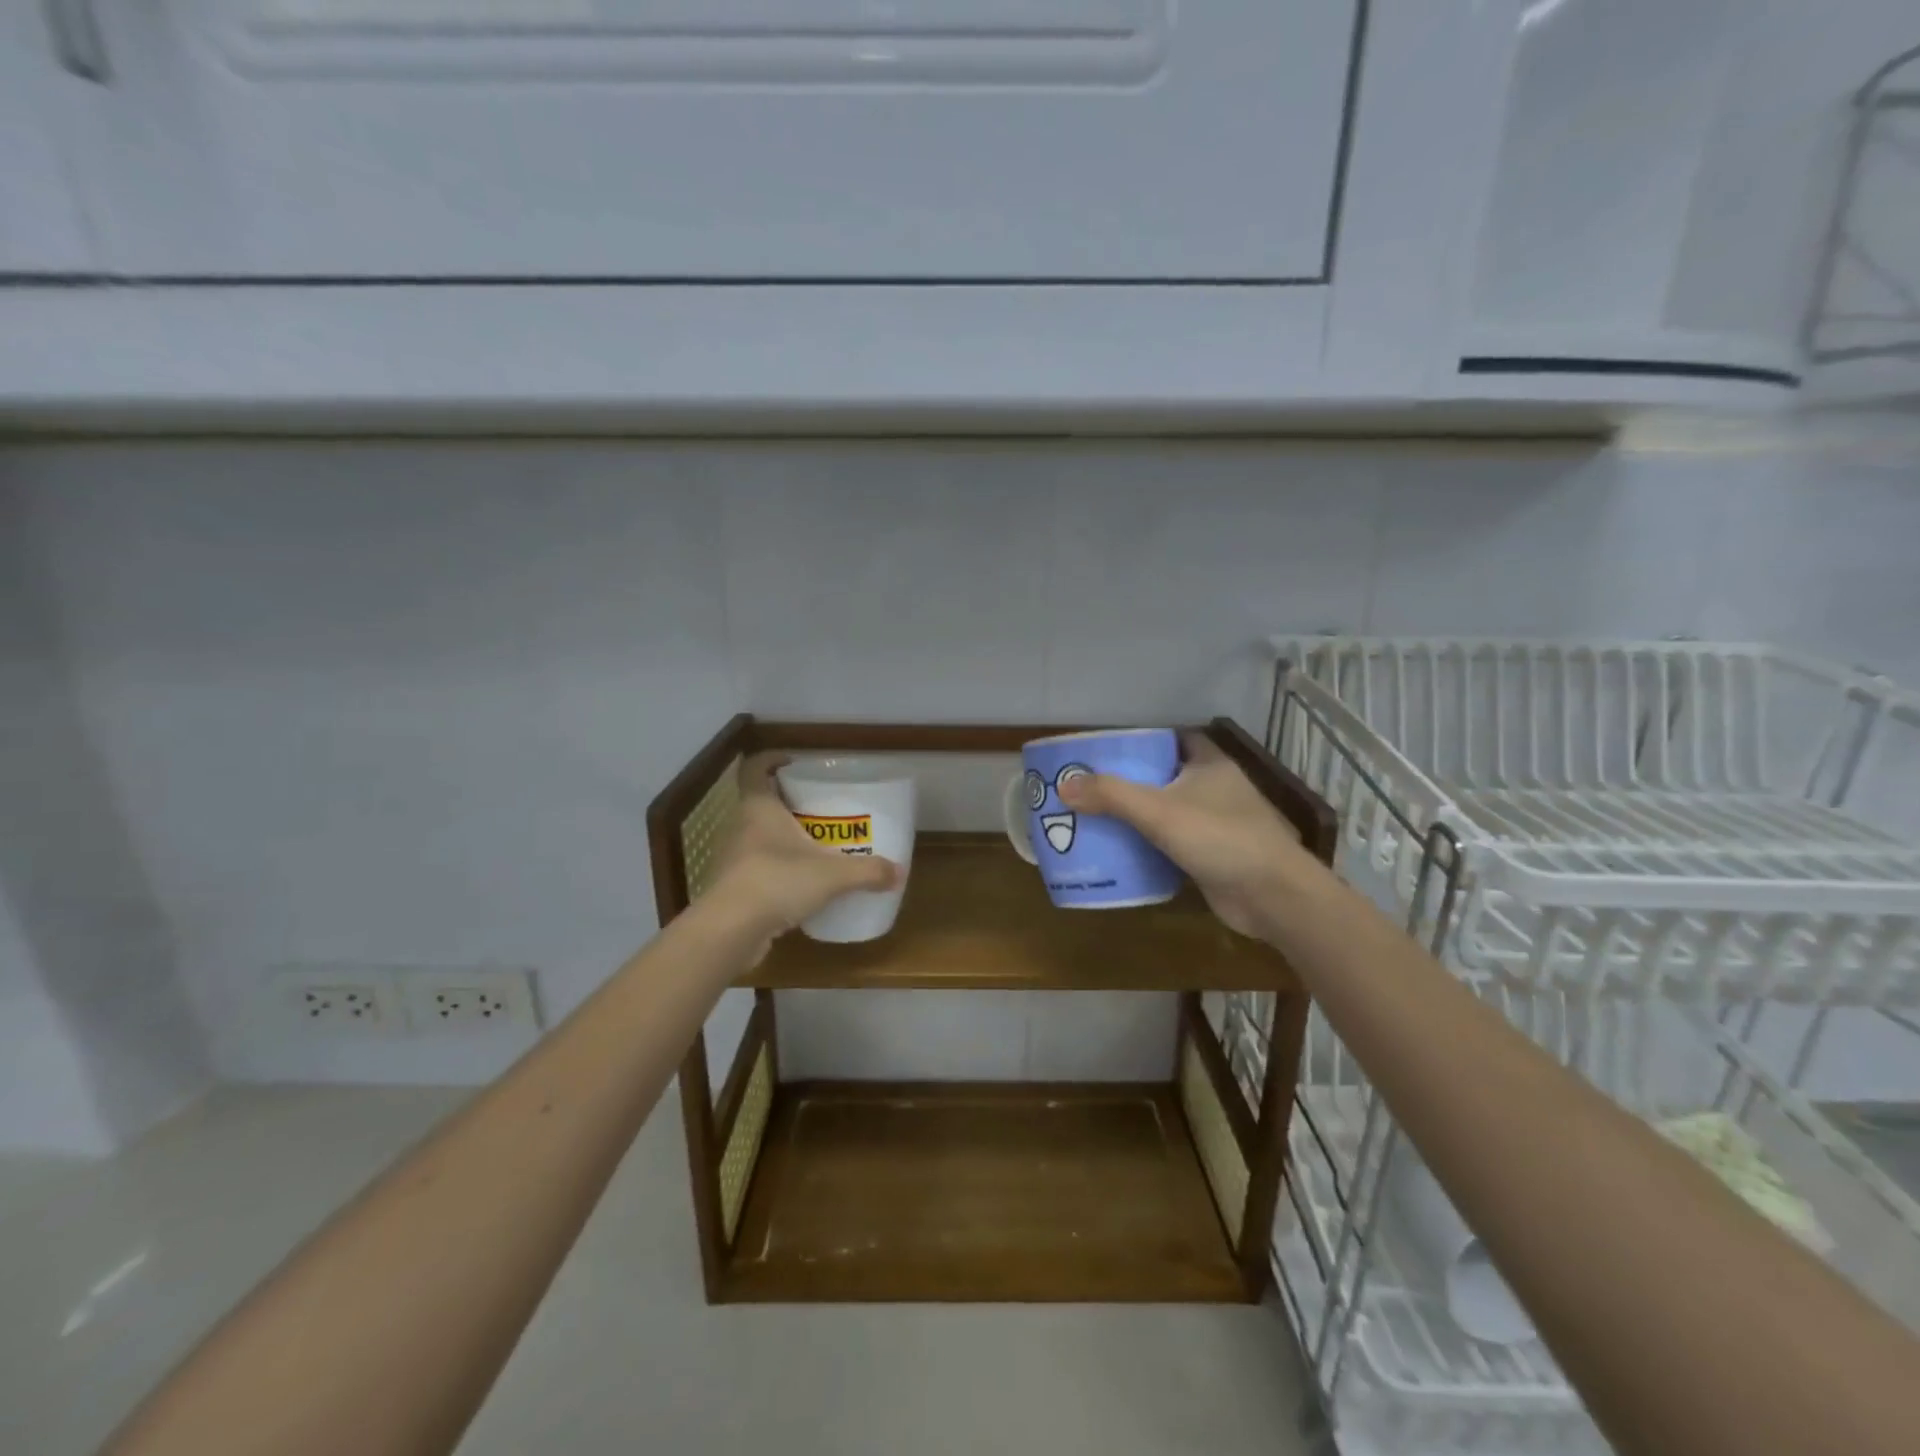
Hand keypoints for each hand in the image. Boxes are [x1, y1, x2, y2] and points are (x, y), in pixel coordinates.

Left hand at [708, 754, 901, 956]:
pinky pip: (757, 869)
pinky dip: (777, 871)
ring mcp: (733, 859)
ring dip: (782, 839)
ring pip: (758, 837)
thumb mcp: (832, 875)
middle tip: (820, 809)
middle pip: (760, 803)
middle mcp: (741, 827)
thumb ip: (867, 871)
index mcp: (759, 808)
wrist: (730, 931)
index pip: (754, 769)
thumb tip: (899, 872)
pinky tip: (801, 885)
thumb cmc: (777, 881)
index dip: (770, 760)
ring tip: (815, 847)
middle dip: (788, 803)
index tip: (792, 762)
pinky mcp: (732, 888)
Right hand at [1057, 733, 1301, 938]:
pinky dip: (1149, 844)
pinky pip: (1172, 841)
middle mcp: (1213, 787)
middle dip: (1128, 780)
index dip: (1139, 740)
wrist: (1272, 896)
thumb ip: (1111, 795)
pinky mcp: (1213, 854)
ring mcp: (1216, 822)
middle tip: (1088, 785)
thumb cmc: (1220, 837)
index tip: (1104, 749)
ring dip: (1137, 814)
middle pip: (1163, 775)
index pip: (1170, 738)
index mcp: (1208, 763)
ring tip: (1093, 815)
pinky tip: (1119, 850)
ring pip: (1167, 810)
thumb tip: (1064, 786)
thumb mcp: (1158, 811)